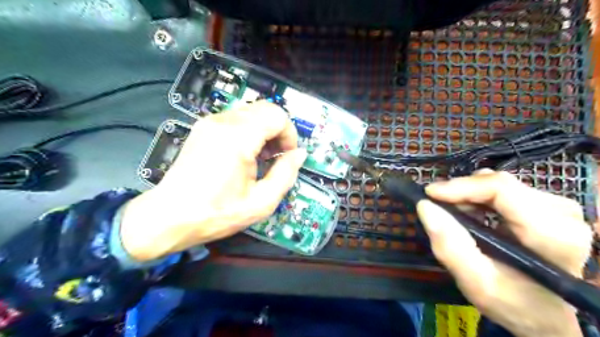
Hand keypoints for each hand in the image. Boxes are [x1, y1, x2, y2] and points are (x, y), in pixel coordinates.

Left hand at [119, 101, 306, 261]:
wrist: (169, 217)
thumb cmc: (216, 213)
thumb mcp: (261, 203)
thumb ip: (286, 174)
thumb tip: (300, 154)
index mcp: (237, 138)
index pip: (277, 115)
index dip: (290, 134)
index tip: (288, 156)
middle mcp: (222, 122)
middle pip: (265, 108)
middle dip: (279, 131)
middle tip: (278, 157)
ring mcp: (210, 122)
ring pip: (252, 112)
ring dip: (265, 130)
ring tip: (263, 158)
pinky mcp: (203, 128)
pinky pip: (237, 119)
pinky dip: (250, 131)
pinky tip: (247, 154)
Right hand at [419, 172, 588, 336]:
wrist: (543, 313)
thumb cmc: (512, 303)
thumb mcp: (475, 283)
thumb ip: (450, 246)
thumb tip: (425, 206)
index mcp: (552, 235)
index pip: (502, 190)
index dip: (461, 187)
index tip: (430, 194)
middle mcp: (562, 214)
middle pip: (499, 184)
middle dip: (461, 191)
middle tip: (435, 204)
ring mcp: (557, 207)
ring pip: (499, 183)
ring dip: (468, 194)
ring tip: (451, 211)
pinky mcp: (547, 206)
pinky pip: (503, 188)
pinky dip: (478, 196)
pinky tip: (468, 211)